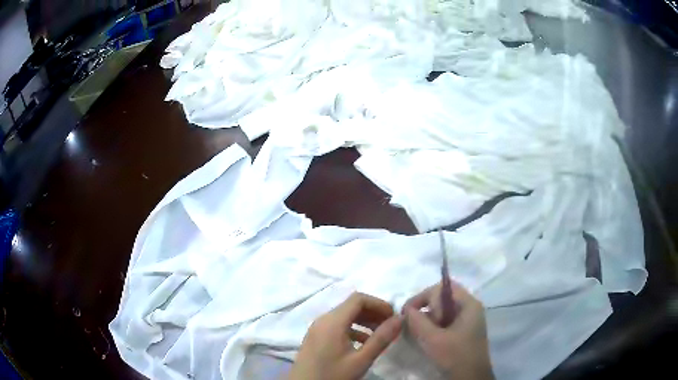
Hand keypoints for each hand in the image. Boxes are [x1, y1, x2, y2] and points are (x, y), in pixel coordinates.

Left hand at [288, 293, 402, 379]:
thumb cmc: (333, 375)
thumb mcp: (361, 360)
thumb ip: (381, 338)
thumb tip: (399, 318)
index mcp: (332, 321)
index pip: (358, 299)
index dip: (378, 304)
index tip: (393, 317)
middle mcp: (322, 320)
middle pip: (351, 306)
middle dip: (373, 312)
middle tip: (390, 326)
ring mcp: (317, 328)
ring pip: (344, 316)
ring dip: (364, 321)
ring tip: (380, 335)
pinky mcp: (315, 337)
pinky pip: (337, 326)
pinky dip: (353, 329)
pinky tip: (363, 343)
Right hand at [403, 280, 493, 379]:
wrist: (471, 377)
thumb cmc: (455, 356)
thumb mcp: (433, 339)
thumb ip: (417, 322)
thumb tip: (406, 310)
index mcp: (468, 304)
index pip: (443, 287)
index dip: (423, 296)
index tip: (408, 312)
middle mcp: (470, 308)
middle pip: (443, 298)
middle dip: (426, 309)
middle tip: (415, 325)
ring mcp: (468, 320)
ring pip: (443, 311)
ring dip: (428, 319)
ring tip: (419, 333)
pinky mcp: (464, 331)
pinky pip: (446, 322)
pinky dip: (434, 327)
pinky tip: (427, 338)